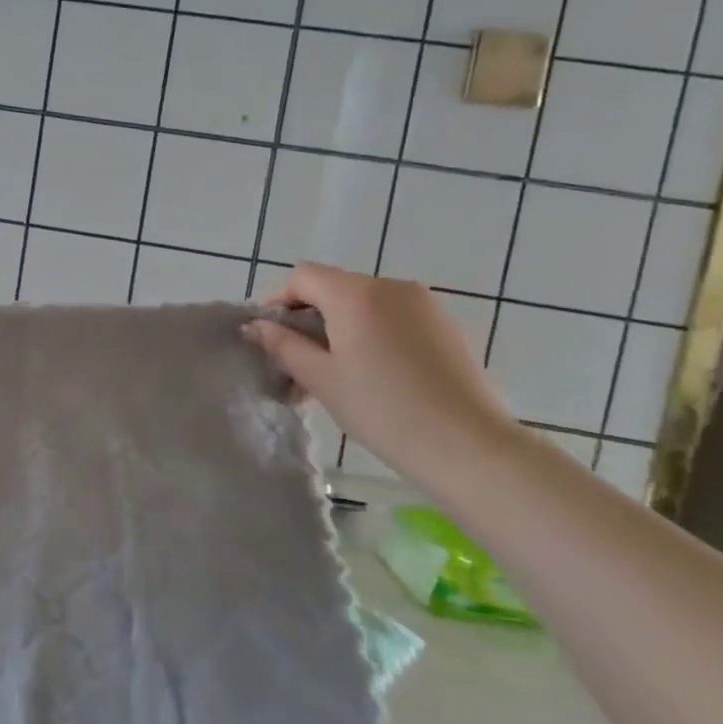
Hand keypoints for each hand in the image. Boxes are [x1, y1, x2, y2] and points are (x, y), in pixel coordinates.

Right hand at [246, 262, 518, 483]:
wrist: (468, 446)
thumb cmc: (382, 410)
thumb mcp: (321, 378)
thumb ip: (283, 345)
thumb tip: (255, 325)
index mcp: (354, 293)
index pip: (303, 277)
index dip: (279, 300)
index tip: (270, 336)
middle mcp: (389, 285)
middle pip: (334, 288)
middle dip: (309, 318)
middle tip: (298, 363)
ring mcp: (422, 303)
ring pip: (364, 303)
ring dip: (340, 328)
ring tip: (335, 373)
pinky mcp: (444, 324)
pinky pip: (393, 316)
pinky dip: (371, 333)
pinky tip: (373, 374)